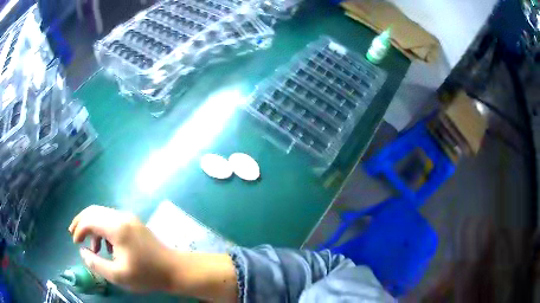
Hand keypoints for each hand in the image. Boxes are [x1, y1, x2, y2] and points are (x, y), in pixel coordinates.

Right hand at [68, 205, 174, 292]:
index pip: (89, 220)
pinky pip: (112, 221)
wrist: (174, 269)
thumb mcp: (118, 275)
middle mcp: (121, 217)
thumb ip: (96, 263)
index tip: (74, 243)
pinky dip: (104, 230)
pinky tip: (106, 247)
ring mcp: (129, 218)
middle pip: (94, 212)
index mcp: (116, 227)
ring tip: (92, 248)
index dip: (78, 230)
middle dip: (82, 222)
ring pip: (103, 215)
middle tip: (75, 236)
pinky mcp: (134, 223)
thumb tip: (83, 252)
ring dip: (93, 227)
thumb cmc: (146, 275)